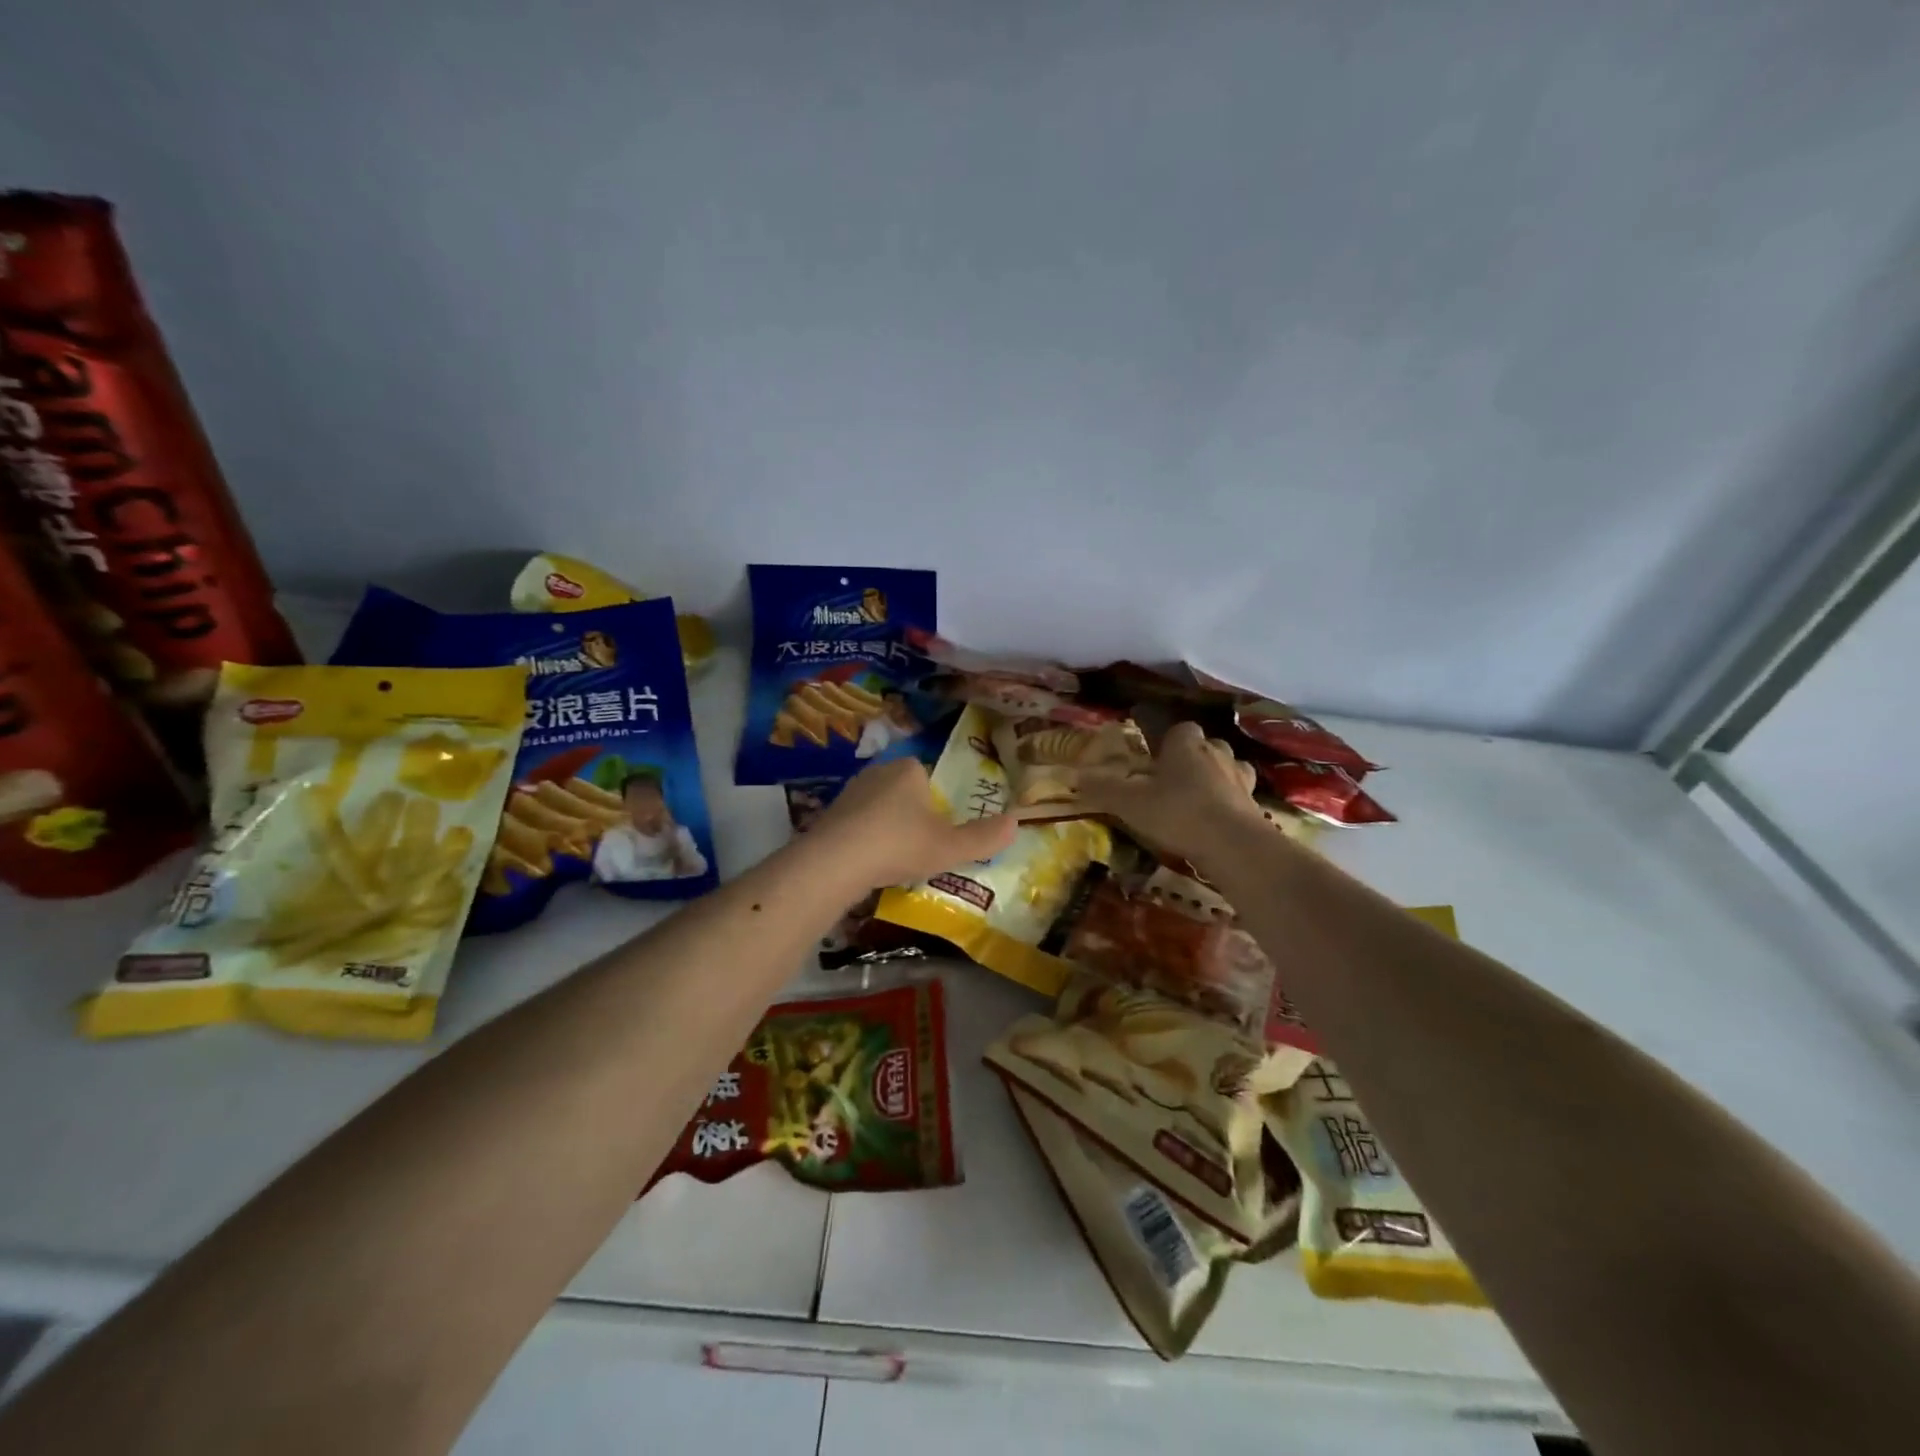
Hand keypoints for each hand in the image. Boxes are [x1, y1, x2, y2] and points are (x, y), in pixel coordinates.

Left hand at [802, 757, 1017, 891]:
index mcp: (909, 769)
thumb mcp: (949, 847)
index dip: (939, 800)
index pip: (930, 775)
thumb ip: (983, 837)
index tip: (942, 828)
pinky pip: (857, 823)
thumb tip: (1017, 823)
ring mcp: (850, 791)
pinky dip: (865, 839)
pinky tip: (869, 863)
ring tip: (897, 859)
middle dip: (913, 814)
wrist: (835, 861)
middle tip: (923, 846)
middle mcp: (878, 771)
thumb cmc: (899, 844)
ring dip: (887, 827)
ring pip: (879, 807)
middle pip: (904, 790)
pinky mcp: (829, 813)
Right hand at [1077, 721, 1260, 865]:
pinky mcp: (1255, 805)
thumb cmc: (1177, 813)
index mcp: (1186, 744)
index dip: (1167, 740)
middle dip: (1192, 758)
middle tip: (1172, 780)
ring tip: (1196, 799)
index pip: (1179, 728)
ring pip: (1226, 769)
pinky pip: (1239, 796)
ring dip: (1214, 778)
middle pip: (1205, 746)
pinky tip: (1215, 821)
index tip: (1154, 757)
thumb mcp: (1129, 803)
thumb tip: (1077, 776)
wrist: (1234, 845)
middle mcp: (1217, 753)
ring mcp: (1240, 778)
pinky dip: (1228, 804)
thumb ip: (1104, 789)